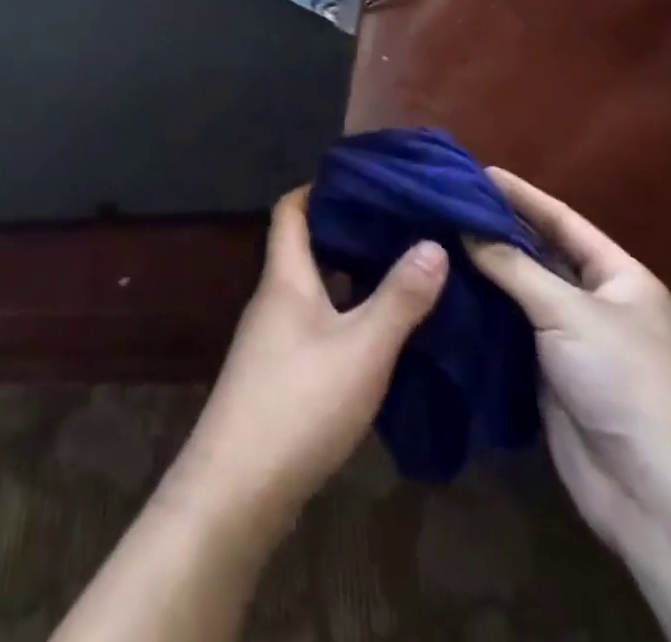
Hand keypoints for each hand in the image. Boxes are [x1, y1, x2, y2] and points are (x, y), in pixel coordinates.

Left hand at [165, 187, 447, 535]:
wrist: (237, 490)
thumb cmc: (299, 402)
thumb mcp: (362, 348)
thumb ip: (400, 297)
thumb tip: (433, 242)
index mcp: (285, 276)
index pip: (290, 208)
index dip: (319, 187)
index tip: (363, 180)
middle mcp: (275, 298)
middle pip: (306, 246)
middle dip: (348, 231)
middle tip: (400, 224)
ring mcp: (274, 338)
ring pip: (315, 288)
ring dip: (352, 277)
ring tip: (403, 269)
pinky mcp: (280, 373)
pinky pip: (317, 324)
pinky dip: (346, 316)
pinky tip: (382, 332)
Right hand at [466, 170, 670, 569]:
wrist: (658, 496)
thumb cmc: (626, 382)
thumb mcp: (571, 312)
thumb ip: (514, 267)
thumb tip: (464, 227)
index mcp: (618, 276)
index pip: (562, 221)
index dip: (521, 195)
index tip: (475, 170)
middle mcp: (594, 302)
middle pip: (537, 255)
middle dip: (495, 230)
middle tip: (442, 204)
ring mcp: (569, 340)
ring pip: (518, 293)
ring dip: (481, 271)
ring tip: (432, 239)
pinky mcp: (546, 375)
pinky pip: (507, 332)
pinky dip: (479, 312)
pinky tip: (442, 291)